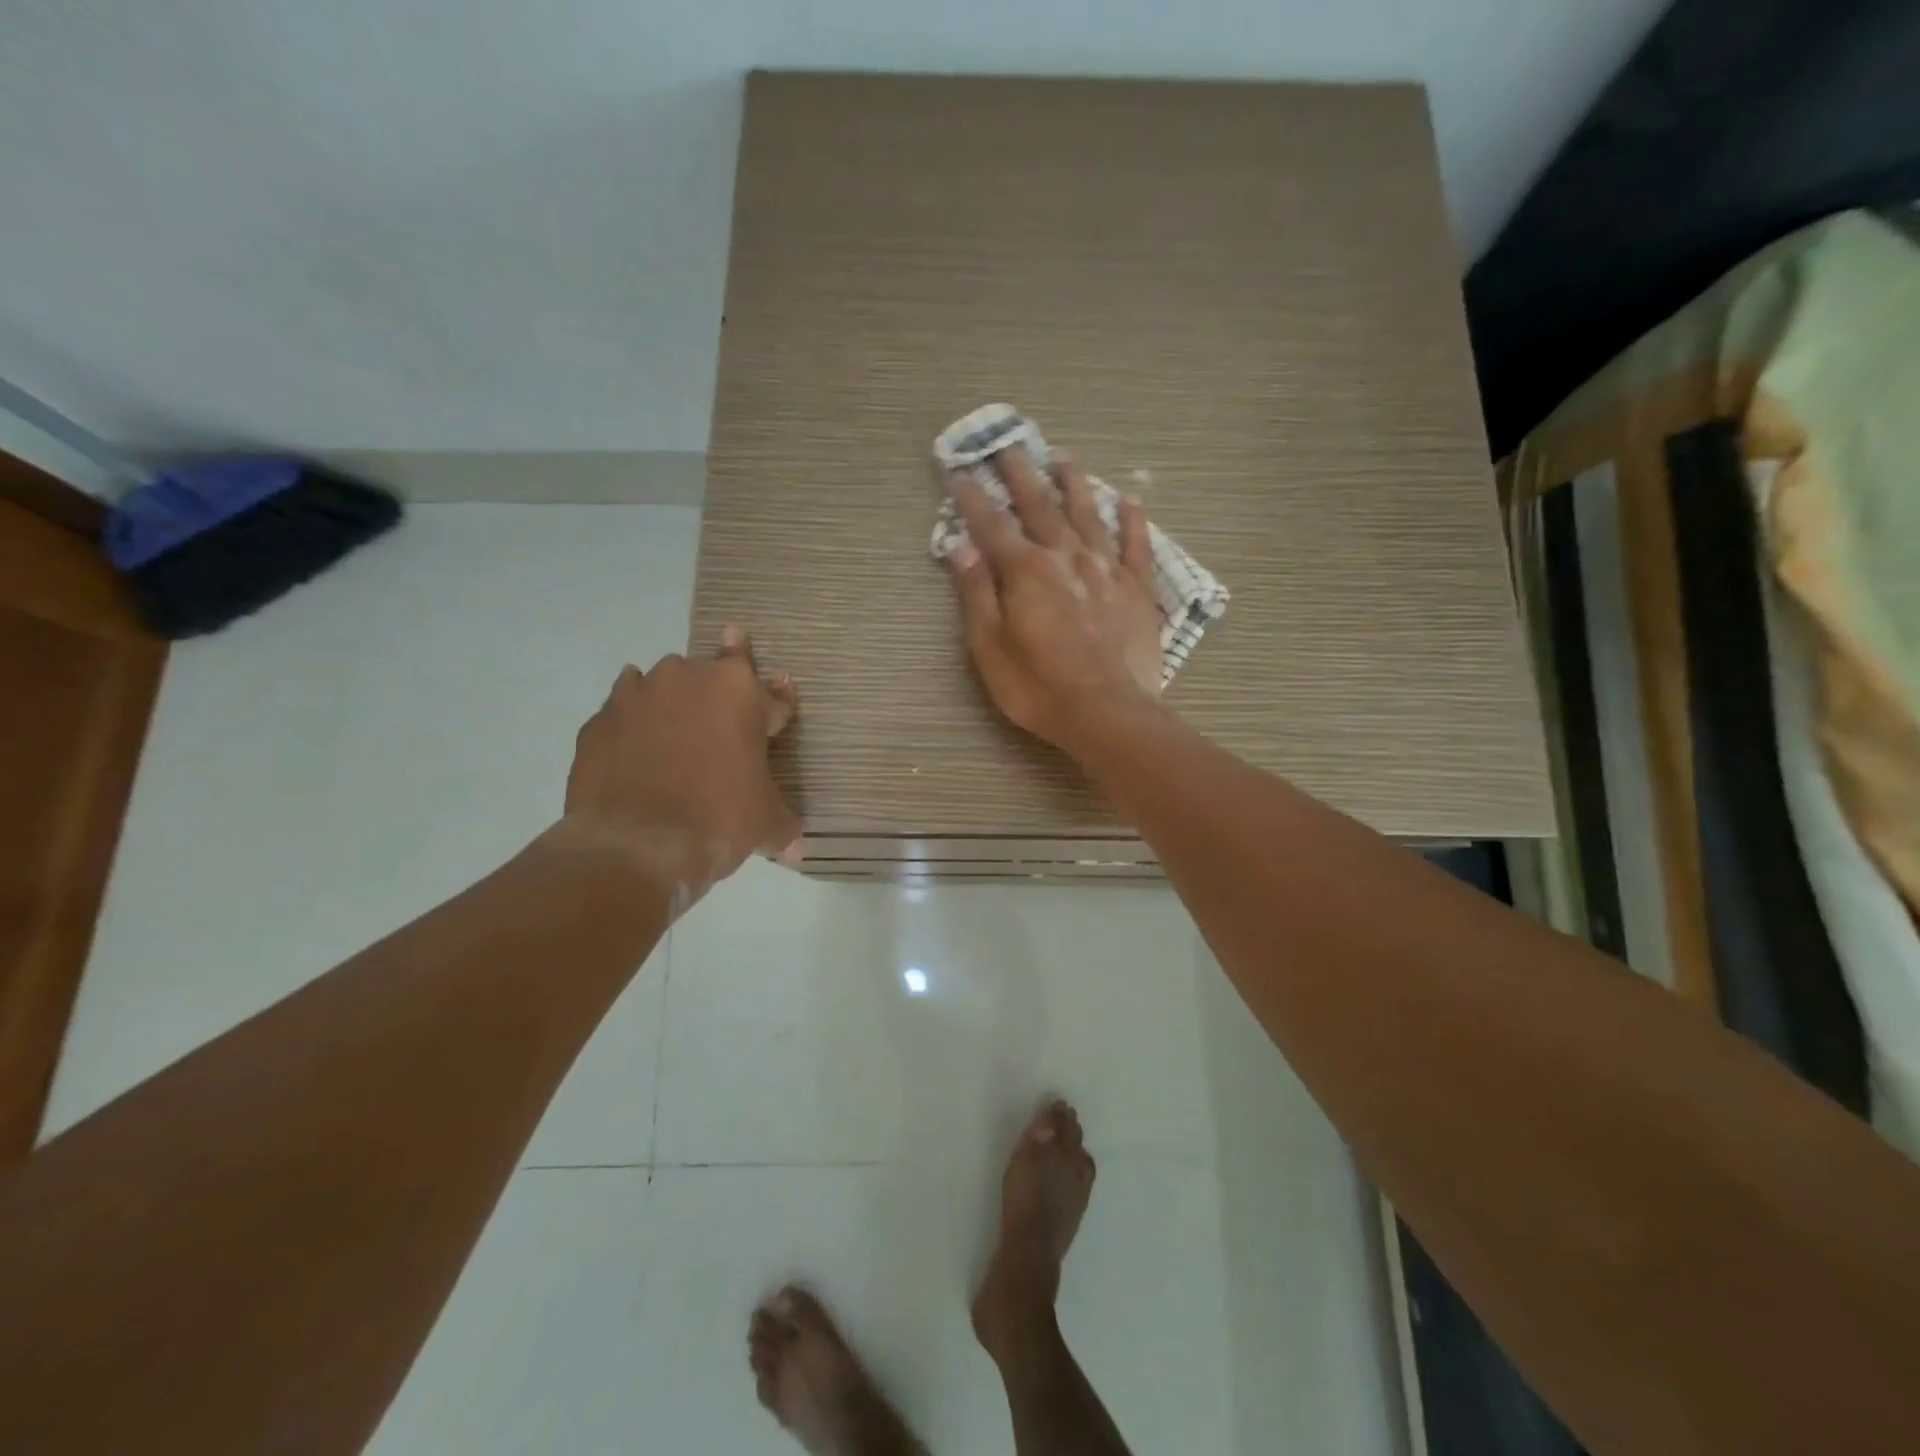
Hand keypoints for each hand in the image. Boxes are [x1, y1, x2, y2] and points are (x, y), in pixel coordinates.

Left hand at [562, 627, 800, 900]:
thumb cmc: (719, 819)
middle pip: (711, 677)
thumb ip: (782, 824)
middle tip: (721, 736)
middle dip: (719, 700)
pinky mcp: (598, 720)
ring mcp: (637, 694)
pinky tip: (634, 755)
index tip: (774, 721)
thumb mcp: (766, 823)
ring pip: (661, 686)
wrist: (636, 846)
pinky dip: (631, 729)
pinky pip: (622, 714)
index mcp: (739, 691)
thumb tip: (795, 850)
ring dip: (671, 705)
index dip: (776, 709)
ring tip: (673, 742)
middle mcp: (688, 677)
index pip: (771, 693)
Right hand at [945, 447, 1164, 752]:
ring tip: (1063, 457)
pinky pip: (1136, 545)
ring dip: (1073, 483)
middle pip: (1040, 506)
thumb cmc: (1039, 687)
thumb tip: (960, 546)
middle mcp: (1066, 558)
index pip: (992, 526)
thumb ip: (976, 594)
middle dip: (1021, 474)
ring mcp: (1106, 570)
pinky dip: (1132, 521)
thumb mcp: (990, 648)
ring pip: (1088, 515)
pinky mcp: (1138, 589)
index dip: (974, 499)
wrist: (1109, 713)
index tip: (960, 472)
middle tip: (1009, 444)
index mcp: (1026, 571)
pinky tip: (1129, 500)